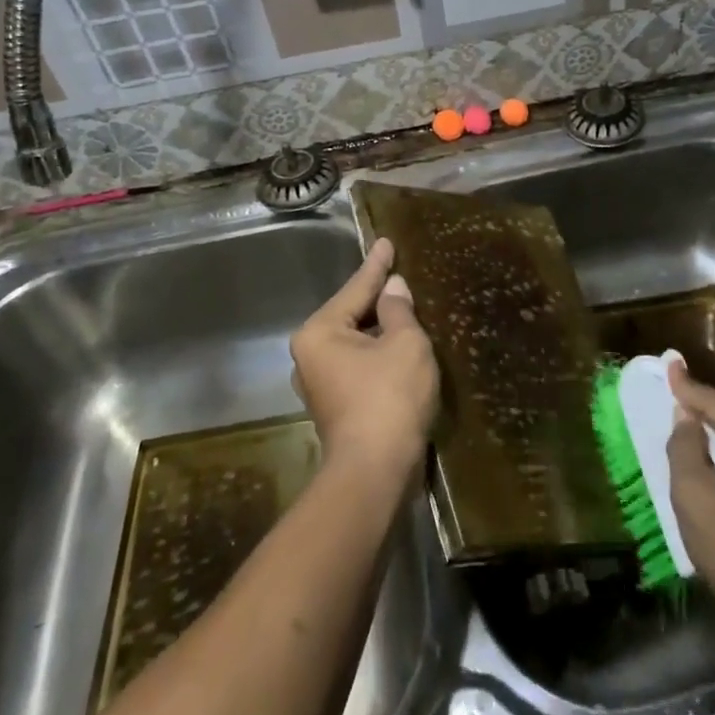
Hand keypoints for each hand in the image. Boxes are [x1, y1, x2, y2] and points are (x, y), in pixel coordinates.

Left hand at [289, 239, 438, 483]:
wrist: (375, 473)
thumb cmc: (389, 398)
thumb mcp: (405, 344)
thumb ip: (399, 310)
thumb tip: (394, 289)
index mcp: (320, 332)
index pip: (356, 288)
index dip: (377, 265)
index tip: (386, 242)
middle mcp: (310, 355)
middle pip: (351, 315)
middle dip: (377, 299)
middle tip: (400, 274)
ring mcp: (319, 384)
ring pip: (355, 343)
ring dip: (380, 330)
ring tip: (404, 308)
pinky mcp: (335, 407)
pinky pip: (359, 365)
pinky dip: (378, 354)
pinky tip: (399, 347)